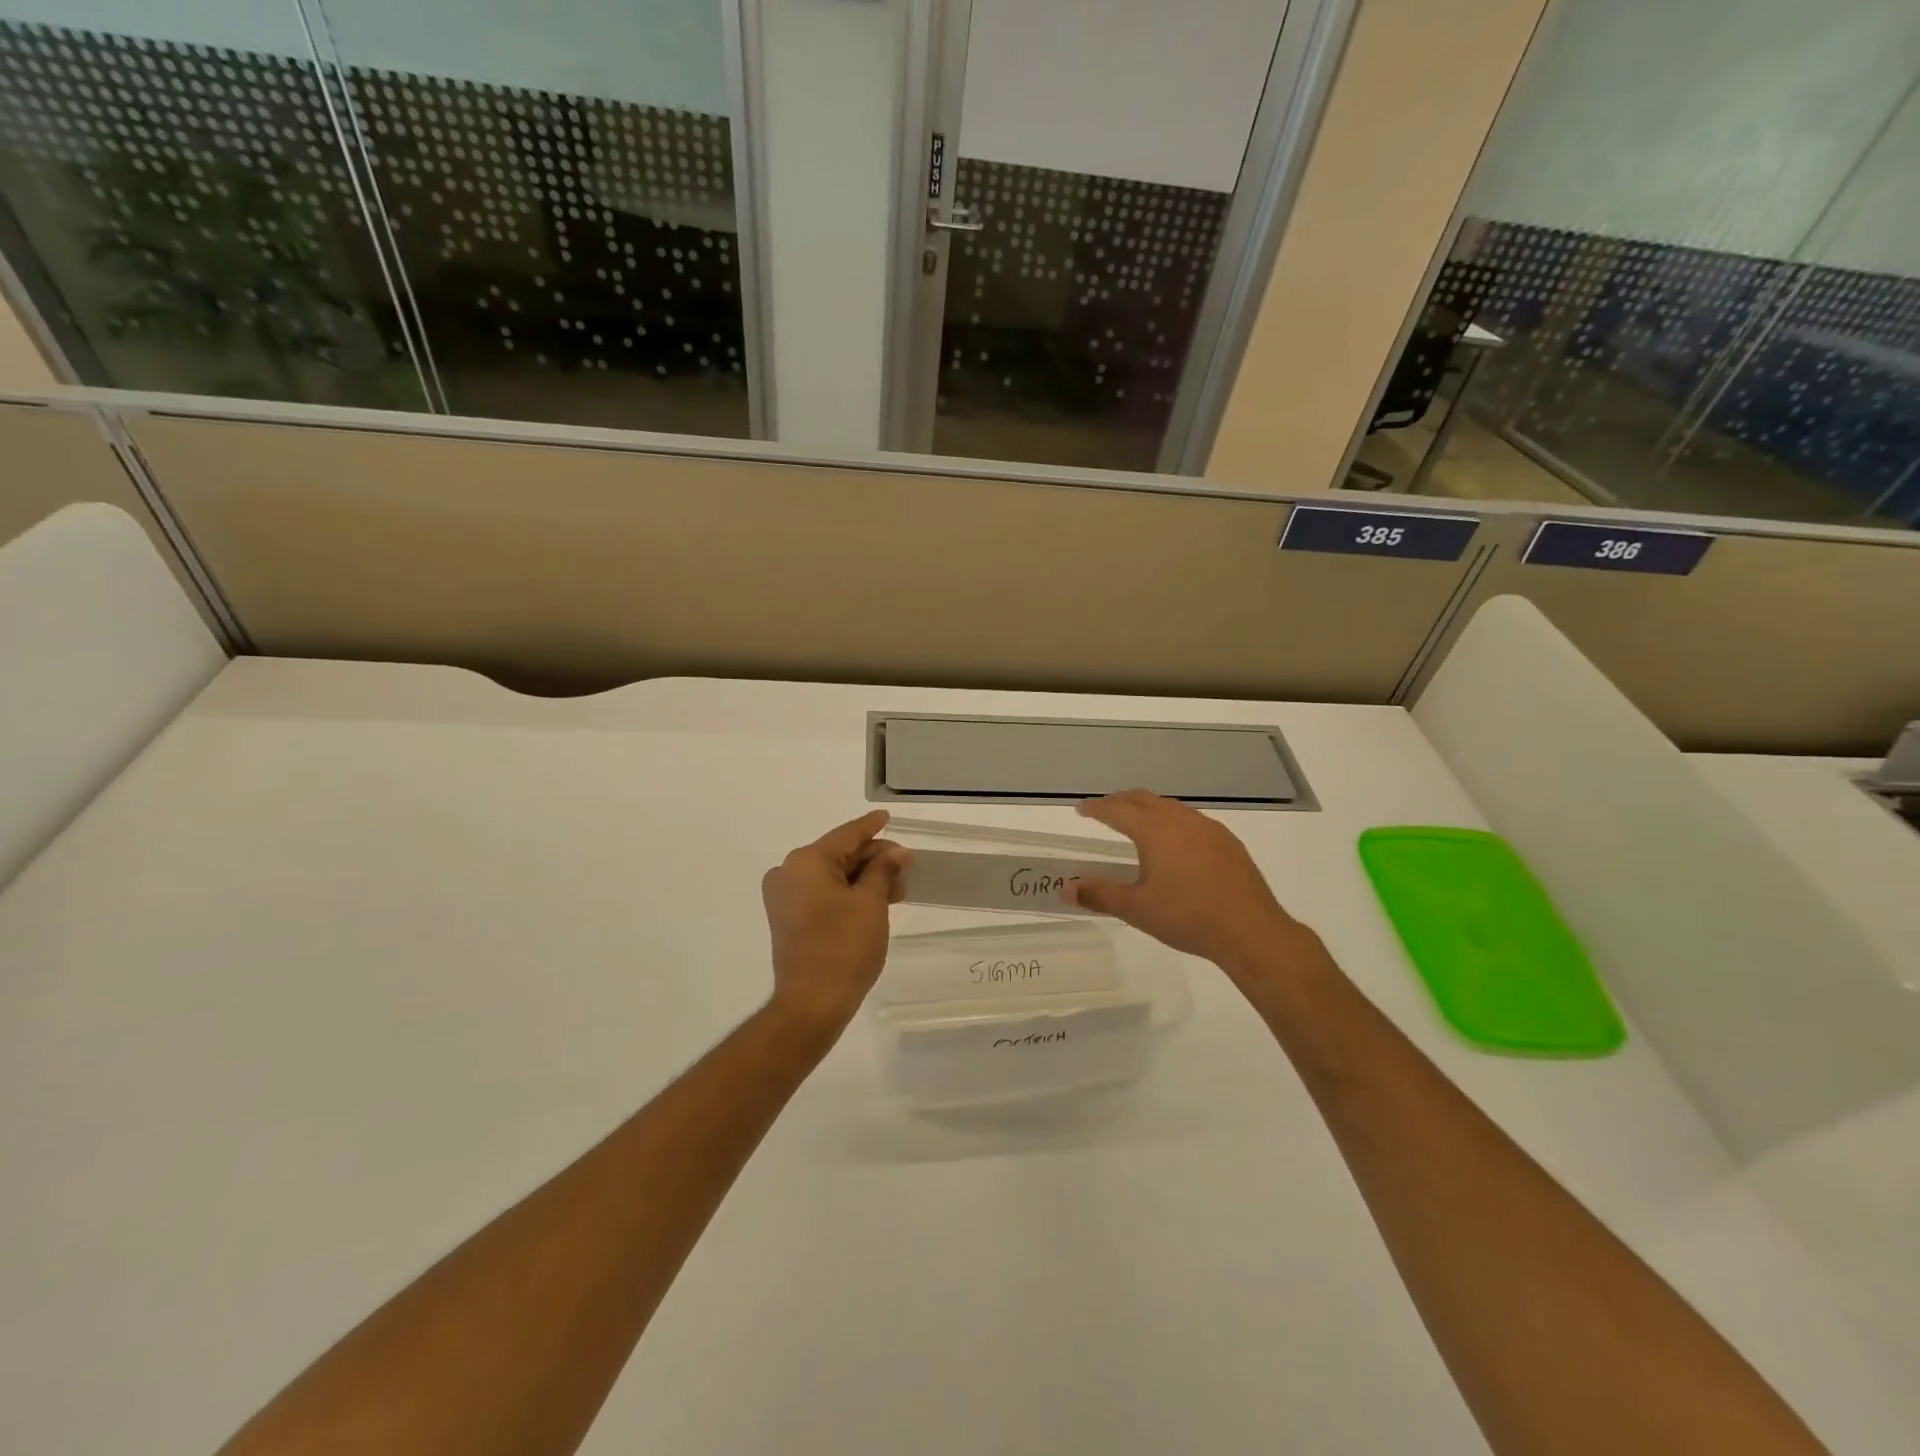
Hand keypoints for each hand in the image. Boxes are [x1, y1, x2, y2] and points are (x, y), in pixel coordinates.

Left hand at [761, 810, 910, 1035]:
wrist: (812, 1003)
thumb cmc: (844, 947)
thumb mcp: (871, 903)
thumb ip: (884, 870)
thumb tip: (897, 853)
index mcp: (806, 861)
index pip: (847, 835)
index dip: (871, 827)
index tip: (887, 817)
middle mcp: (788, 872)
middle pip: (839, 855)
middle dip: (874, 860)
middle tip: (905, 868)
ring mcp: (785, 897)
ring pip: (832, 876)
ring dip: (864, 879)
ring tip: (896, 890)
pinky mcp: (788, 919)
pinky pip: (822, 893)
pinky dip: (848, 894)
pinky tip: (875, 901)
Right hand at [1062, 791, 1312, 981]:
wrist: (1251, 931)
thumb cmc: (1188, 917)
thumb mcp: (1136, 909)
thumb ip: (1099, 895)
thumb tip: (1065, 889)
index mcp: (1155, 831)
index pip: (1117, 810)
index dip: (1096, 808)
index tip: (1081, 810)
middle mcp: (1181, 820)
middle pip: (1144, 800)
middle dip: (1121, 801)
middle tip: (1104, 810)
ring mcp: (1209, 829)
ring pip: (1170, 808)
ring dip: (1148, 809)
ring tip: (1137, 823)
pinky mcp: (1228, 842)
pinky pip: (1191, 821)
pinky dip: (1172, 821)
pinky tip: (1175, 843)